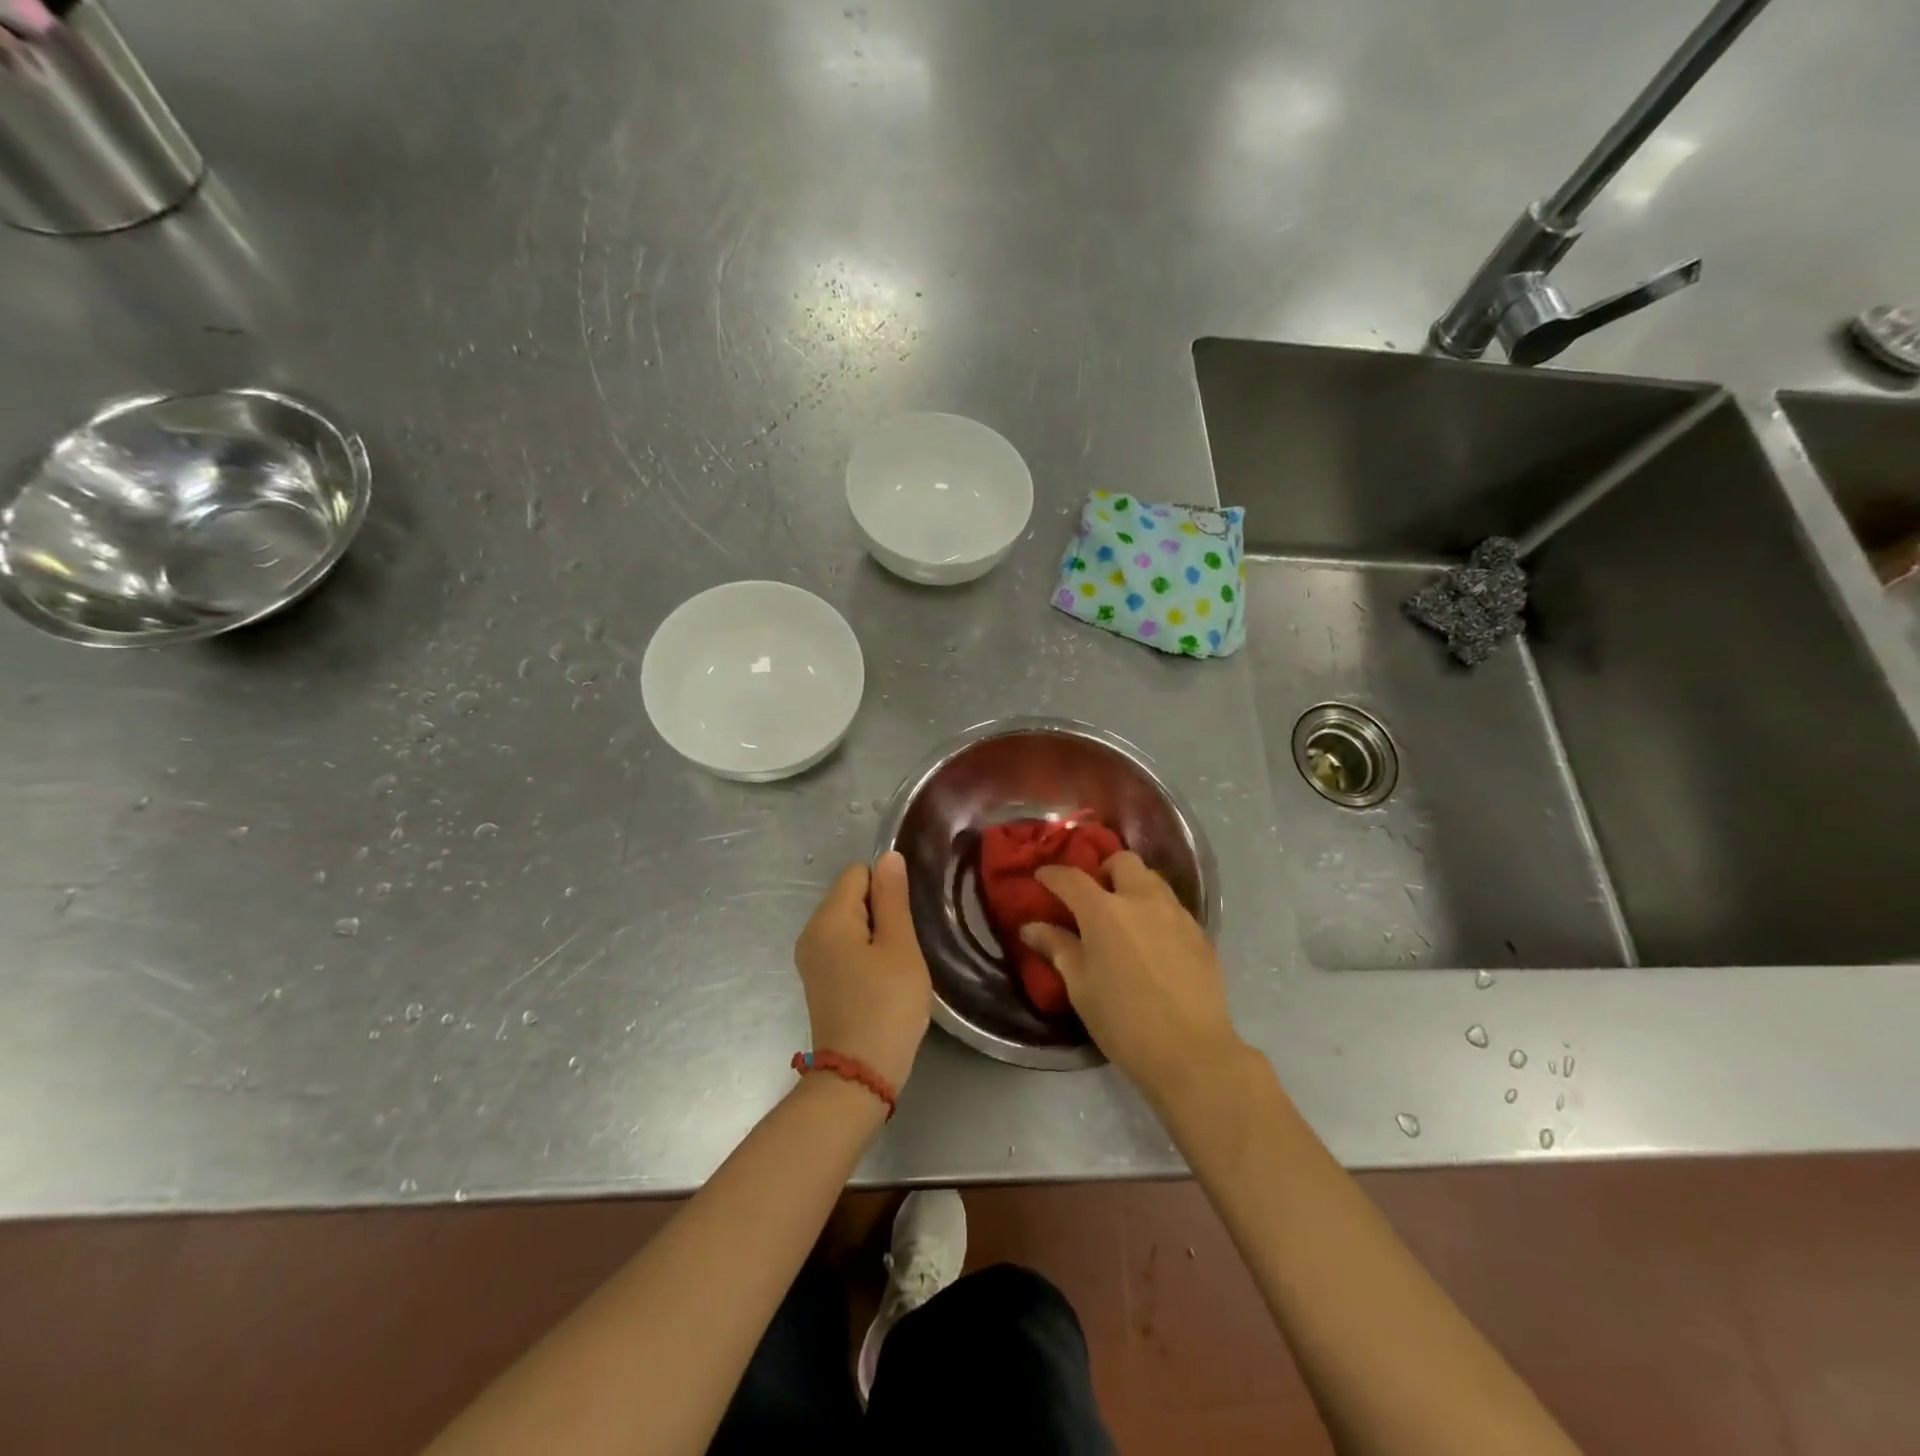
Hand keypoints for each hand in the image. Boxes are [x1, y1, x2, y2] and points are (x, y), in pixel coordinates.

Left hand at [794, 851, 931, 1092]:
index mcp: (828, 918)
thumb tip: (888, 856)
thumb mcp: (899, 946)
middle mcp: (810, 932)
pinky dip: (864, 954)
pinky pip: (843, 947)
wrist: (858, 1075)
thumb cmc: (886, 1005)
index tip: (904, 922)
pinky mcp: (818, 980)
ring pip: (850, 923)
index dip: (887, 889)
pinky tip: (880, 981)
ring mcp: (811, 958)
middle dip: (882, 912)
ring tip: (894, 967)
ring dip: (876, 936)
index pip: (858, 873)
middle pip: (851, 896)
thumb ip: (892, 898)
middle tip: (903, 948)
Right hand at [1020, 852, 1244, 1104]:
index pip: (1071, 878)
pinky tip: (1151, 941)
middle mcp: (1142, 900)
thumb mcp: (1080, 987)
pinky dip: (1155, 910)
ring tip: (1124, 916)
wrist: (1192, 1052)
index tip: (1041, 878)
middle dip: (1103, 870)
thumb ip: (1057, 948)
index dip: (1052, 875)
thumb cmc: (1124, 1022)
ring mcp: (1176, 913)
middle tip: (1093, 897)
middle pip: (1122, 862)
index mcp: (1104, 911)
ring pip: (1152, 879)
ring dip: (1132, 886)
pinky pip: (1172, 906)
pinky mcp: (1200, 932)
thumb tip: (1032, 927)